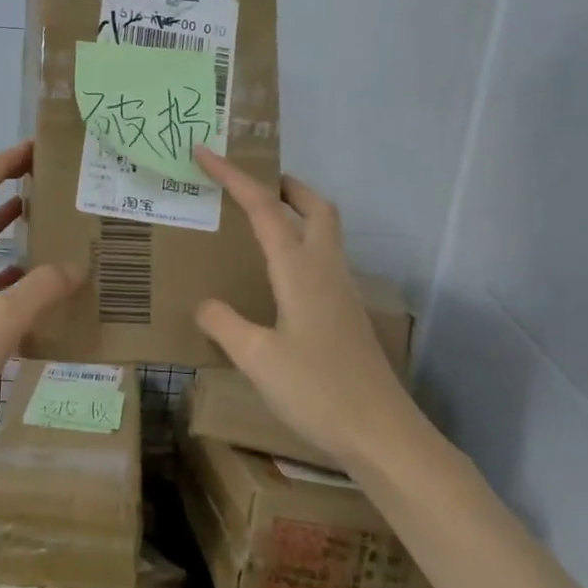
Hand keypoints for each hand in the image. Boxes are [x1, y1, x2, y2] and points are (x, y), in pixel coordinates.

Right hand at [192, 146, 420, 469]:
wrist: (382, 434)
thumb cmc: (317, 391)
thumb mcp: (256, 358)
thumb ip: (224, 323)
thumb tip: (205, 304)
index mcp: (300, 270)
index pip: (264, 208)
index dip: (233, 176)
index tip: (204, 152)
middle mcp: (325, 269)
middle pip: (315, 206)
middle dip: (283, 185)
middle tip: (249, 186)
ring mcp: (342, 291)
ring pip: (324, 231)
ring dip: (295, 213)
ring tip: (257, 223)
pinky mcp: (347, 313)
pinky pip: (322, 259)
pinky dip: (299, 245)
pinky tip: (277, 276)